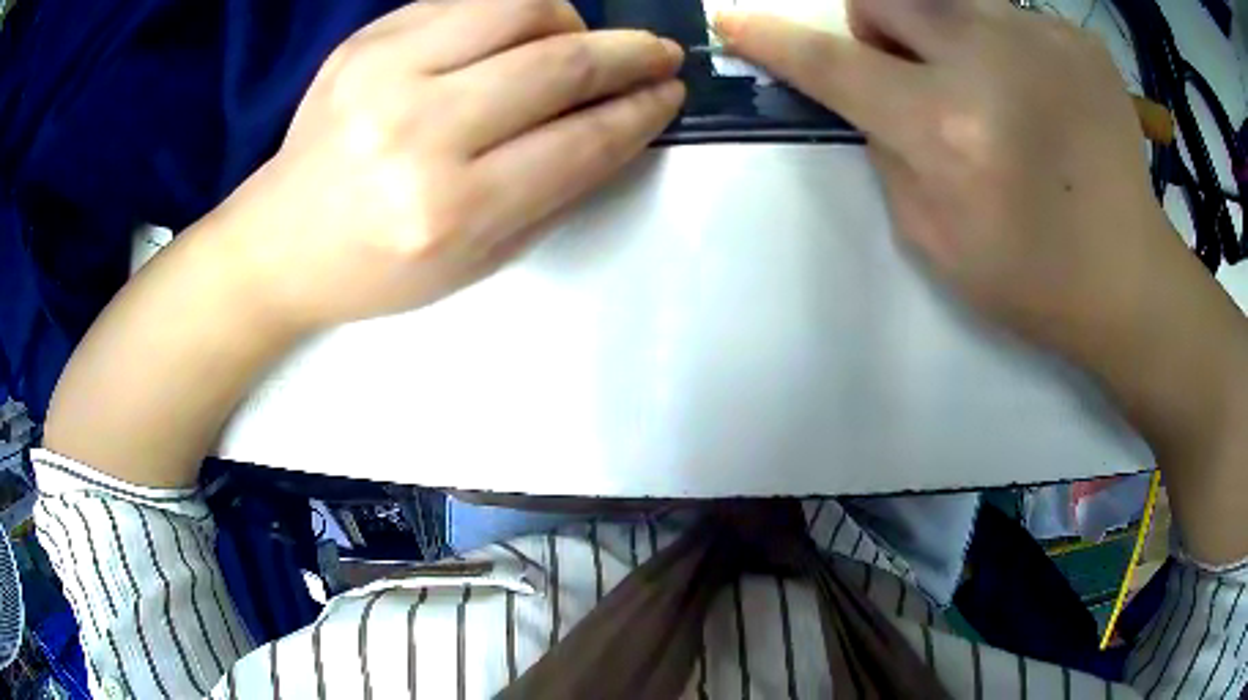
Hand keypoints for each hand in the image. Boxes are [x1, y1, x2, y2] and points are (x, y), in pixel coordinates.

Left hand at [216, 0, 684, 331]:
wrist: (280, 243)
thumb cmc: (380, 267)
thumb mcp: (478, 260)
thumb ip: (554, 190)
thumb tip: (617, 123)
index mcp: (450, 210)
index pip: (580, 141)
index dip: (640, 111)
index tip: (671, 94)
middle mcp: (417, 132)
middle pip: (558, 63)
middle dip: (629, 54)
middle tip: (659, 54)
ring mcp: (383, 73)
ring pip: (519, 7)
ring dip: (571, 21)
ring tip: (577, 43)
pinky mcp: (363, 41)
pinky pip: (466, 0)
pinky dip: (512, 12)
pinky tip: (515, 37)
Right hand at [713, 0, 1180, 365]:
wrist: (1128, 276)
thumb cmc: (1030, 277)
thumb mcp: (932, 237)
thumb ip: (887, 151)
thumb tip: (870, 96)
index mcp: (946, 127)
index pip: (832, 62)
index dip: (774, 40)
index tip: (735, 21)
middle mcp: (989, 60)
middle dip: (874, 22)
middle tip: (908, 69)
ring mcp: (1041, 38)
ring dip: (943, 30)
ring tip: (987, 85)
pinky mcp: (1078, 39)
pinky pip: (1011, 17)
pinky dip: (1006, 47)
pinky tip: (1039, 96)